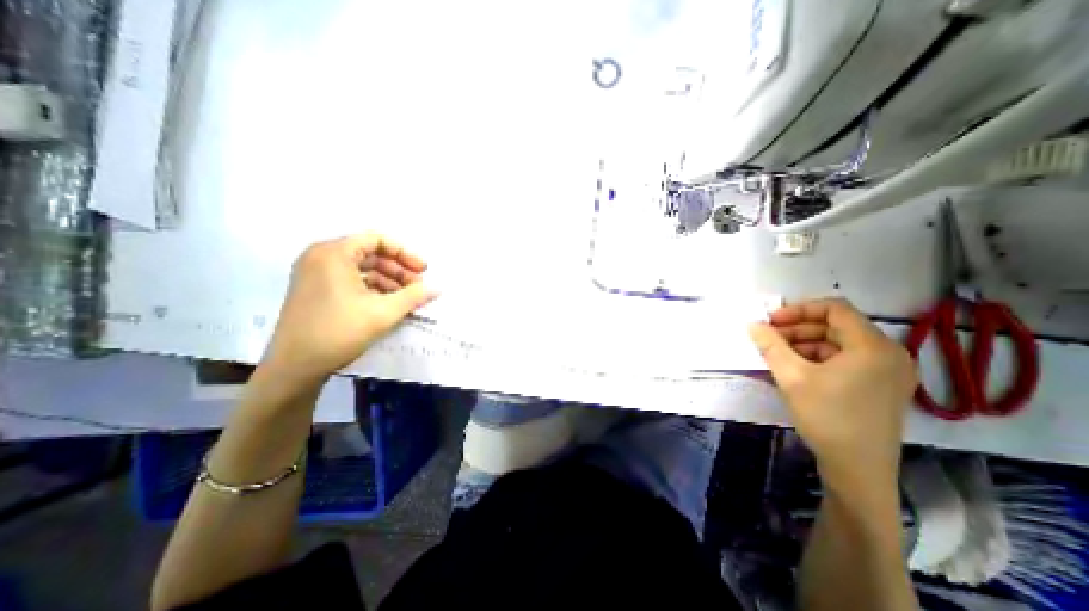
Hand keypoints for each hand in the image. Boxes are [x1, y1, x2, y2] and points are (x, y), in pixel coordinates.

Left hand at [260, 234, 436, 387]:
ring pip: (362, 268)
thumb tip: (438, 288)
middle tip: (418, 286)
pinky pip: (351, 280)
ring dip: (388, 280)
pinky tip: (389, 303)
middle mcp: (321, 257)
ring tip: (407, 298)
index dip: (405, 253)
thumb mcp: (384, 312)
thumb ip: (414, 296)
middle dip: (399, 269)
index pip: (377, 240)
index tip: (423, 271)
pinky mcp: (315, 290)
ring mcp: (315, 274)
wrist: (294, 366)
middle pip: (370, 253)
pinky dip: (373, 288)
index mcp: (334, 254)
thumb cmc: (339, 331)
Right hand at [749, 299, 916, 489]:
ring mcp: (888, 371)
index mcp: (873, 346)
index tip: (771, 321)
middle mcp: (889, 353)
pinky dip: (819, 358)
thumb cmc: (826, 417)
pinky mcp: (881, 386)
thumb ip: (770, 345)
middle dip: (799, 328)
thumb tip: (753, 324)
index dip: (799, 310)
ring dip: (806, 344)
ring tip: (778, 355)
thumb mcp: (791, 377)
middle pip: (837, 326)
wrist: (858, 470)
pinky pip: (847, 360)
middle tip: (770, 339)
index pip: (835, 309)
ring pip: (840, 343)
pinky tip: (796, 369)